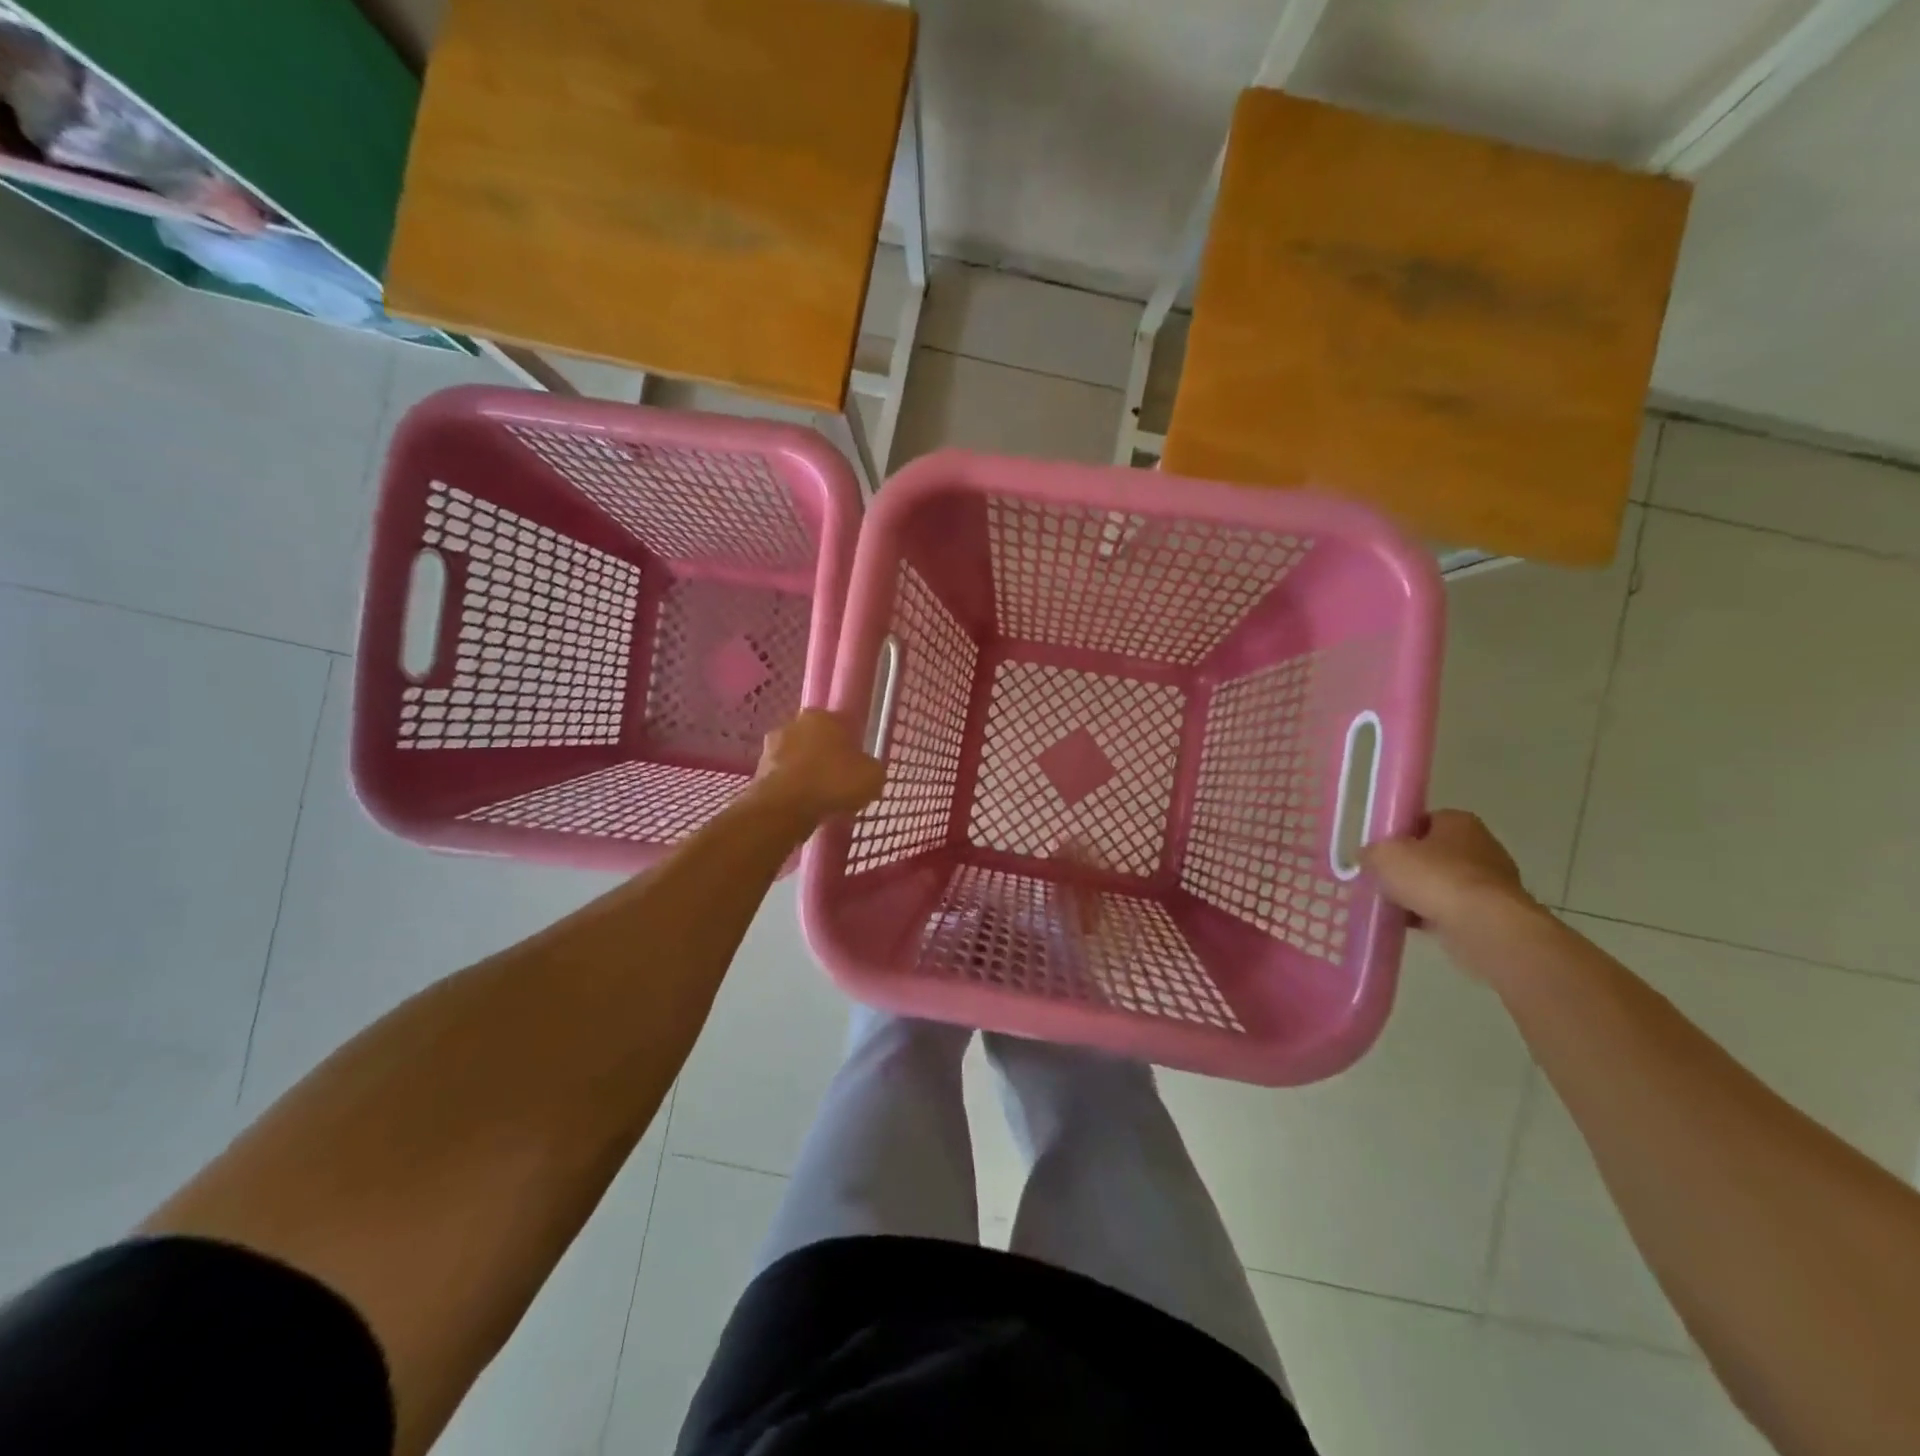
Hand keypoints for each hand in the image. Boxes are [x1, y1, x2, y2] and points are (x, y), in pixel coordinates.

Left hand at [749, 710, 885, 822]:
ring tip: (821, 798)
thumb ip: (871, 768)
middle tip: (840, 782)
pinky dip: (793, 789)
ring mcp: (771, 746)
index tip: (857, 766)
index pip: (842, 725)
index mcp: (822, 716)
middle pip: (817, 740)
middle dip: (826, 757)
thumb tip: (867, 770)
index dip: (851, 745)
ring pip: (798, 758)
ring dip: (807, 773)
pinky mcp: (757, 771)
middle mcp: (794, 723)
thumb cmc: (833, 782)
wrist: (784, 807)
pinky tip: (804, 806)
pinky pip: (784, 778)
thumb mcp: (873, 776)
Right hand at [1361, 811, 1536, 938]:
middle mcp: (1480, 845)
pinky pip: (1453, 909)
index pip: (1422, 821)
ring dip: (1420, 894)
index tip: (1380, 853)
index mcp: (1458, 821)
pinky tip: (1411, 925)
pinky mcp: (1493, 912)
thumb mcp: (1384, 855)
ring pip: (1442, 884)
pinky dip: (1433, 915)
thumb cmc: (1434, 877)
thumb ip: (1371, 852)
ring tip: (1393, 906)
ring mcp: (1491, 881)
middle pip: (1432, 854)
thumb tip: (1368, 857)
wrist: (1484, 925)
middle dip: (1408, 868)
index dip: (1398, 835)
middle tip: (1383, 880)